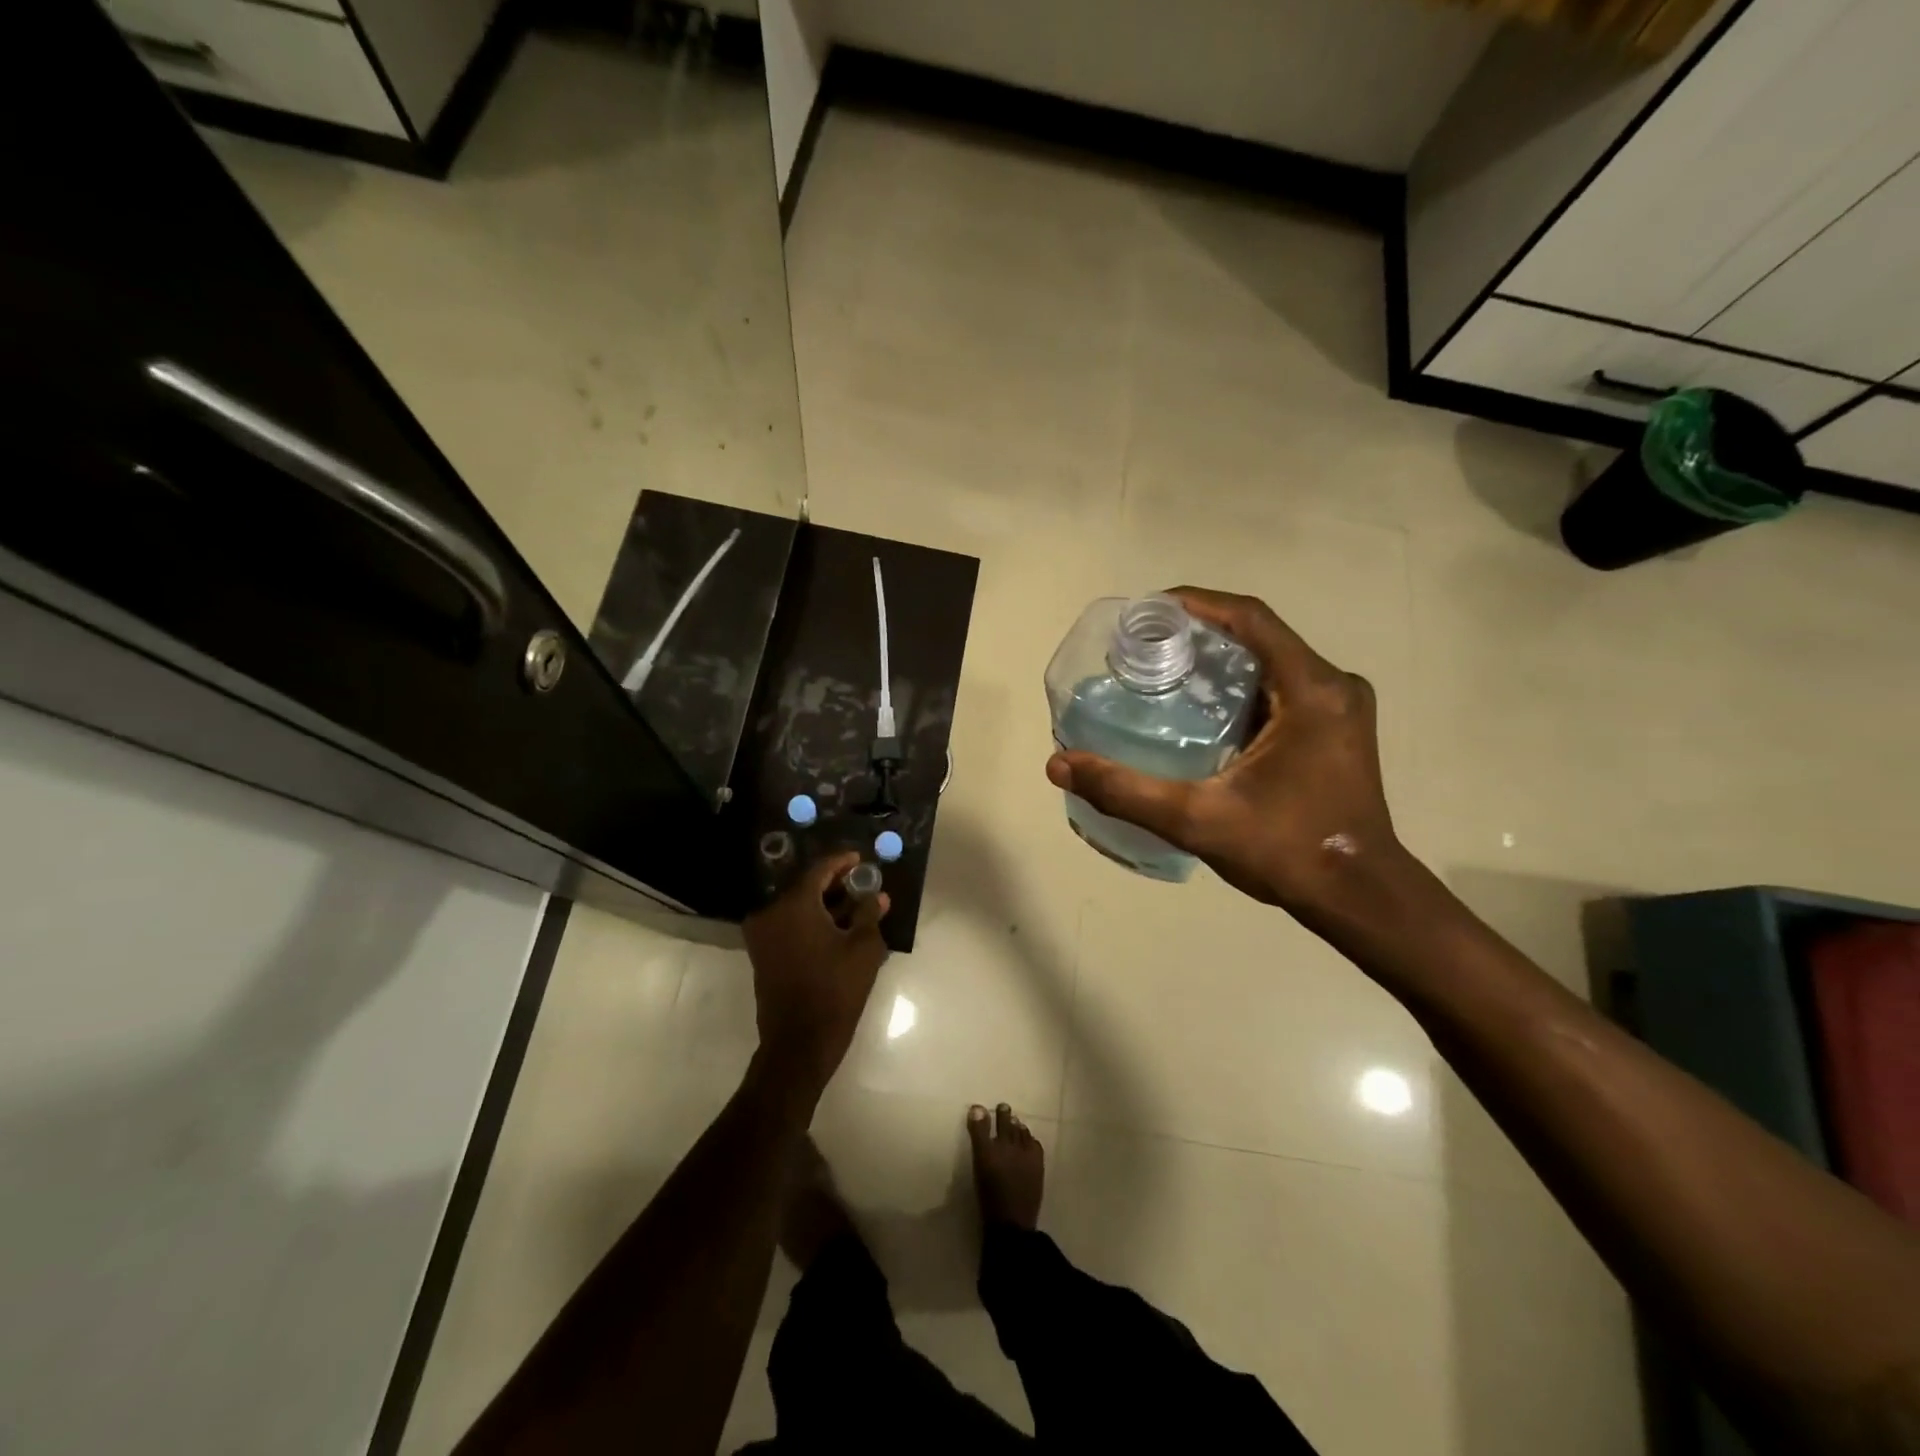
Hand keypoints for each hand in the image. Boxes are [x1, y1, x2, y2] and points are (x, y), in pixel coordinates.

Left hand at [743, 853, 890, 1103]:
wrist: (799, 1042)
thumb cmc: (835, 989)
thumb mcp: (864, 949)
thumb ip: (869, 914)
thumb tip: (876, 897)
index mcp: (794, 904)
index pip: (819, 869)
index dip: (842, 861)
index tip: (861, 858)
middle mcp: (771, 912)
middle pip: (806, 886)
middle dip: (835, 883)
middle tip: (861, 882)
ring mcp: (762, 934)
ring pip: (797, 906)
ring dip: (824, 904)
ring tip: (855, 906)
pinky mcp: (762, 953)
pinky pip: (789, 924)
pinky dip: (811, 920)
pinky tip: (838, 927)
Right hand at [1047, 587, 1406, 919]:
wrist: (1358, 897)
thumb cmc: (1286, 852)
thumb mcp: (1197, 820)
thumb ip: (1126, 791)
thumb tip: (1058, 765)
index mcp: (1312, 690)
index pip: (1249, 618)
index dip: (1196, 603)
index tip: (1146, 612)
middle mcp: (1332, 686)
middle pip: (1258, 635)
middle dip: (1199, 632)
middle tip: (1143, 647)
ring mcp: (1339, 707)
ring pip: (1269, 661)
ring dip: (1218, 659)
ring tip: (1162, 671)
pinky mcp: (1335, 729)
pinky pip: (1280, 687)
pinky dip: (1238, 686)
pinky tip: (1199, 709)